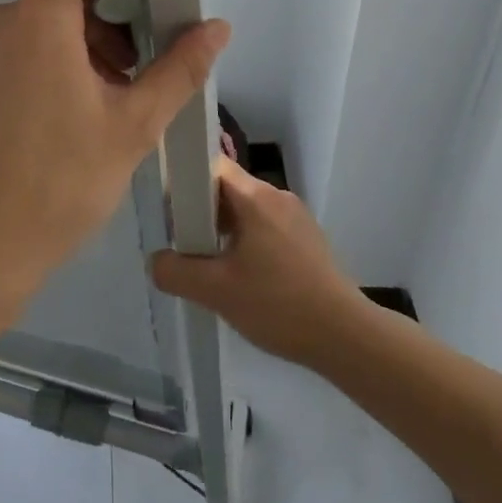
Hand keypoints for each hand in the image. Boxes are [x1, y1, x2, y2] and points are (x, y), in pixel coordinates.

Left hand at [0, 0, 229, 310]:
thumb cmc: (62, 182)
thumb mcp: (134, 126)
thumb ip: (178, 69)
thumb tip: (217, 27)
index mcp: (37, 19)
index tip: (135, 5)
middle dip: (100, 20)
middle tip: (126, 75)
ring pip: (32, 23)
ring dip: (71, 46)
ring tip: (95, 105)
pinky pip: (7, 49)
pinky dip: (38, 64)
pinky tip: (55, 119)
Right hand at [150, 157, 370, 366]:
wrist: (345, 337)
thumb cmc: (278, 304)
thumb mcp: (215, 291)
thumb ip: (175, 271)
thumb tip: (156, 260)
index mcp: (255, 197)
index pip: (210, 165)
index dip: (184, 181)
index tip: (169, 211)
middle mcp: (277, 196)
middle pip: (226, 188)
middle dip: (200, 212)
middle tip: (184, 244)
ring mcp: (296, 217)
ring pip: (246, 210)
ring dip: (222, 230)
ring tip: (210, 265)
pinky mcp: (307, 239)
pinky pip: (265, 227)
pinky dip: (246, 242)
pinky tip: (242, 277)